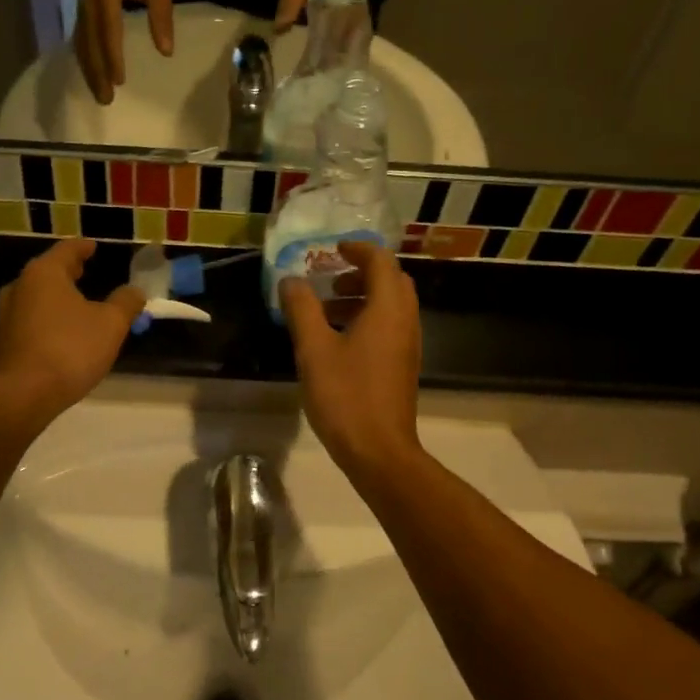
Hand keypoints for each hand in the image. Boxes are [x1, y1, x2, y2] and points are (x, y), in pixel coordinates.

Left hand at [0, 239, 145, 422]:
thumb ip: (126, 303)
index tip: (94, 246)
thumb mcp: (110, 325)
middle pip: (48, 272)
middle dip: (68, 272)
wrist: (21, 395)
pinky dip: (48, 319)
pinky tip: (62, 333)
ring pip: (37, 297)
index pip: (67, 250)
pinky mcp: (3, 342)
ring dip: (57, 298)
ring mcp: (6, 315)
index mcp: (44, 273)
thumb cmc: (69, 349)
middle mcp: (19, 287)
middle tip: (85, 271)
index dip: (84, 247)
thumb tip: (136, 291)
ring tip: (77, 304)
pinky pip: (31, 321)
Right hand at [74, 0, 173, 104]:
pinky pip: (81, 38)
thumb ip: (161, 16)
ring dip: (89, 70)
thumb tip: (165, 52)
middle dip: (97, 73)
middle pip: (89, 43)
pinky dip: (86, 59)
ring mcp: (82, 4)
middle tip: (106, 100)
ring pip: (82, 43)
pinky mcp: (82, 8)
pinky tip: (92, 75)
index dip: (112, 56)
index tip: (119, 80)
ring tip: (99, 94)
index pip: (109, 29)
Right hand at [280, 241, 422, 479]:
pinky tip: (338, 341)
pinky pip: (389, 327)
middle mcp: (405, 320)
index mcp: (388, 309)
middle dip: (360, 273)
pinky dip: (367, 319)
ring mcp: (408, 345)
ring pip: (391, 305)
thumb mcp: (314, 349)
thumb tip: (291, 281)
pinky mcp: (403, 365)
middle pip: (391, 281)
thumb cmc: (346, 396)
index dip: (357, 249)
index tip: (331, 250)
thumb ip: (302, 309)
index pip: (380, 261)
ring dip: (362, 297)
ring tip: (326, 309)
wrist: (379, 451)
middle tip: (329, 280)